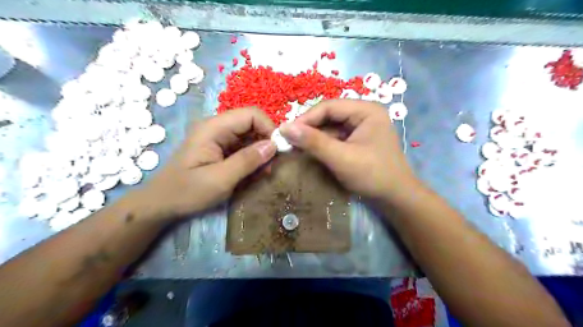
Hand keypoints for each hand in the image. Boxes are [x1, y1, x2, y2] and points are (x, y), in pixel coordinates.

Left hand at [141, 107, 276, 219]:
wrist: (161, 204)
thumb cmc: (187, 192)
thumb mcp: (220, 179)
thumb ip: (247, 161)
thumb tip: (273, 145)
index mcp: (214, 128)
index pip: (251, 115)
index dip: (268, 128)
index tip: (277, 152)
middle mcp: (217, 127)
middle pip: (251, 124)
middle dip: (266, 143)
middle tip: (270, 167)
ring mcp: (218, 138)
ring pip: (249, 137)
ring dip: (260, 153)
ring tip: (262, 173)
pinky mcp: (219, 149)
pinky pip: (243, 147)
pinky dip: (252, 159)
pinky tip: (252, 174)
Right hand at [280, 99, 415, 201]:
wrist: (395, 198)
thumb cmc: (373, 175)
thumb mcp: (341, 158)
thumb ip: (314, 142)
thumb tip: (284, 128)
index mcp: (366, 110)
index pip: (329, 106)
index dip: (305, 118)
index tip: (285, 132)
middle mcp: (364, 113)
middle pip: (329, 115)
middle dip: (309, 128)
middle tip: (289, 140)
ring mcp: (362, 127)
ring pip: (331, 126)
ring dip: (314, 137)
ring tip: (296, 147)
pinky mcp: (358, 140)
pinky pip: (336, 137)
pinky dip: (322, 144)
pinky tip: (311, 151)